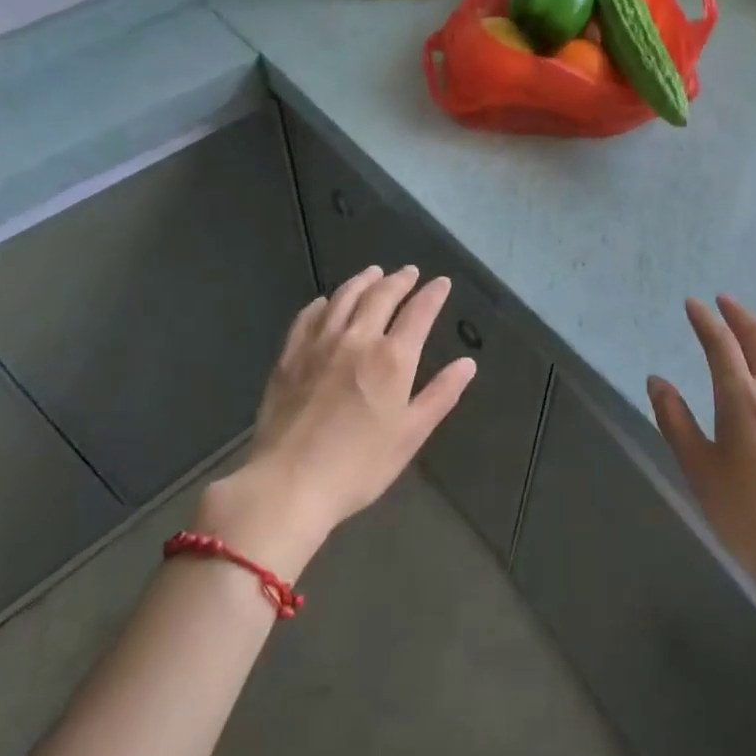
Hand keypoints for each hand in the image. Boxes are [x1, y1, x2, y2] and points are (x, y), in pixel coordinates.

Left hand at [198, 266, 474, 577]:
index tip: (441, 282)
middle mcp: (357, 339)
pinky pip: (308, 316)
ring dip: (363, 281)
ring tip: (373, 273)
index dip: (432, 294)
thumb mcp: (410, 435)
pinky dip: (323, 303)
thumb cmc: (359, 466)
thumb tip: (468, 363)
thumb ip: (441, 394)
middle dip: (399, 280)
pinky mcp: (290, 356)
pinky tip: (326, 302)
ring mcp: (319, 343)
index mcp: (392, 358)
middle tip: (409, 272)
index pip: (419, 312)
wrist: (288, 483)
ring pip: (344, 298)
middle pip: (381, 296)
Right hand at [647, 297, 755, 612]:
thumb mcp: (698, 469)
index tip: (693, 304)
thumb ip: (674, 420)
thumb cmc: (746, 515)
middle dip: (739, 315)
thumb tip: (656, 380)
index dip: (705, 321)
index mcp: (741, 398)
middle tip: (723, 302)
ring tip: (753, 328)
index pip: (720, 344)